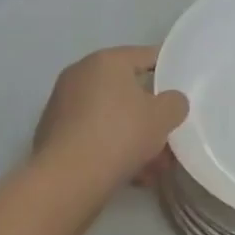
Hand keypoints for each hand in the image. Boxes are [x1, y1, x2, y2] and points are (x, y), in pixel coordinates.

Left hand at [34, 46, 188, 194]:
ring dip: (132, 136)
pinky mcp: (52, 133)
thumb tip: (171, 102)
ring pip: (110, 116)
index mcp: (106, 60)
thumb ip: (174, 103)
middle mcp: (80, 74)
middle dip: (149, 113)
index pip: (144, 56)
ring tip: (154, 166)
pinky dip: (111, 148)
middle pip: (126, 90)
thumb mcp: (163, 117)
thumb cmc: (120, 134)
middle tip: (168, 133)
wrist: (67, 178)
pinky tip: (130, 174)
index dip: (167, 69)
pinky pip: (92, 134)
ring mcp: (62, 104)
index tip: (181, 85)